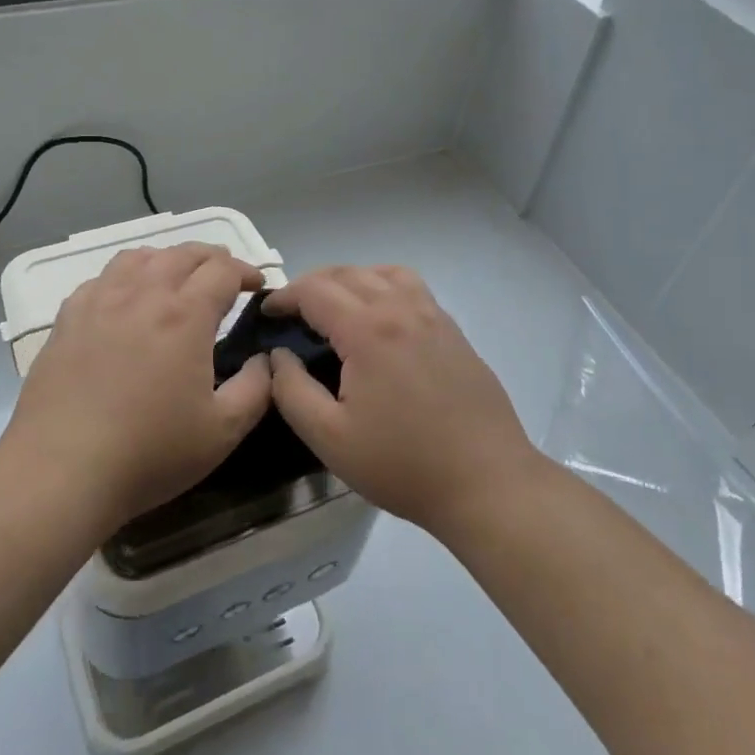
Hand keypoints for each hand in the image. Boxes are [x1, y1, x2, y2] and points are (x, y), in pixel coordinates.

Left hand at [2, 243, 271, 528]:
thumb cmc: (149, 452)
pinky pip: (102, 278)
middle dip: (212, 258)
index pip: (223, 270)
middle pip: (183, 253)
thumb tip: (264, 359)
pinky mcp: (67, 318)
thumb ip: (256, 388)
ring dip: (168, 259)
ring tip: (177, 279)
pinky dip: (126, 276)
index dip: (246, 271)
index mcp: (185, 315)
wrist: (61, 471)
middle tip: (225, 278)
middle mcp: (143, 294)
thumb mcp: (223, 431)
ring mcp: (100, 302)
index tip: (256, 287)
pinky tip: (126, 299)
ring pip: (139, 257)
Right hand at [264, 265, 540, 537]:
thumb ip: (292, 390)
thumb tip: (278, 356)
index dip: (285, 296)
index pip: (315, 290)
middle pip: (348, 273)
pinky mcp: (453, 331)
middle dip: (312, 284)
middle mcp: (402, 309)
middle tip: (293, 311)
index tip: (267, 313)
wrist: (486, 482)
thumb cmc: (402, 463)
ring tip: (335, 305)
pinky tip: (380, 318)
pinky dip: (384, 286)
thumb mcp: (330, 438)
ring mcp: (433, 316)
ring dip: (351, 279)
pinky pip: (412, 288)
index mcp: (369, 329)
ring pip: (383, 273)